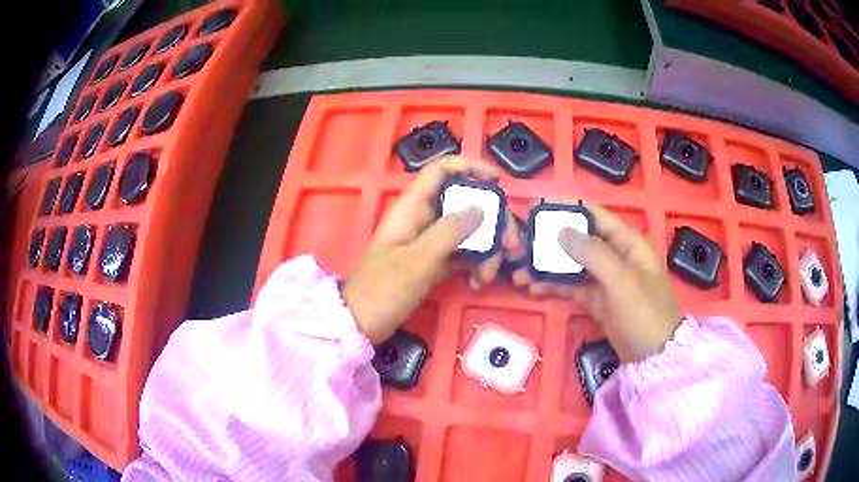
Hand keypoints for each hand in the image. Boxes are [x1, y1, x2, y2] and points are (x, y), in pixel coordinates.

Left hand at [342, 156, 509, 343]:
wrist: (361, 324)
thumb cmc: (383, 290)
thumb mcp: (418, 261)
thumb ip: (450, 232)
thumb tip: (481, 208)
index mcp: (411, 207)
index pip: (441, 171)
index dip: (470, 167)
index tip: (498, 181)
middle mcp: (422, 218)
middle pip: (464, 203)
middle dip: (492, 221)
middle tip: (512, 245)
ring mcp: (428, 241)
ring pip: (467, 231)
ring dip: (486, 250)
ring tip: (488, 276)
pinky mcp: (433, 262)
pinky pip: (461, 254)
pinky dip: (474, 265)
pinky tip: (478, 282)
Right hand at [512, 203, 680, 361]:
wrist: (653, 357)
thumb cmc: (644, 313)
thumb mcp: (620, 280)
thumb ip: (592, 253)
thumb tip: (561, 229)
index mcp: (627, 242)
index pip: (595, 215)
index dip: (567, 209)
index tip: (537, 209)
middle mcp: (615, 256)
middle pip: (579, 240)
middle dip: (550, 241)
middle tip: (520, 245)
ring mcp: (605, 279)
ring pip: (572, 265)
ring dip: (547, 267)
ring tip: (519, 272)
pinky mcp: (597, 300)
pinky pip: (572, 287)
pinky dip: (554, 286)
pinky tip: (533, 288)